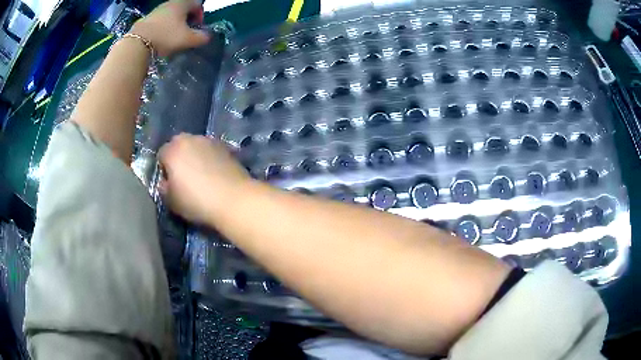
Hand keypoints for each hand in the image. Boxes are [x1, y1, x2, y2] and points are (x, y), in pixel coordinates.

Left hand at [129, 0, 209, 56]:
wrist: (137, 43)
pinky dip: (162, 28)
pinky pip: (158, 22)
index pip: (197, 4)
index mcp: (182, 4)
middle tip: (186, 33)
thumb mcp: (187, 39)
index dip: (200, 16)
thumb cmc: (166, 37)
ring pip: (170, 16)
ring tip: (172, 38)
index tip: (197, 28)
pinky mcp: (145, 20)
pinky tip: (160, 39)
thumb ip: (201, 38)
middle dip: (186, 20)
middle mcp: (169, 4)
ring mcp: (156, 11)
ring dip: (173, 25)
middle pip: (182, 9)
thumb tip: (207, 37)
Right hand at [158, 134, 250, 223]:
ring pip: (196, 147)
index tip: (170, 184)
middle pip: (179, 146)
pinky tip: (215, 175)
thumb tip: (166, 182)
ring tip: (202, 177)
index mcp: (173, 149)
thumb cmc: (197, 201)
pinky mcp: (226, 147)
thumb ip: (164, 188)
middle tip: (184, 179)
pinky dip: (210, 159)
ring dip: (195, 157)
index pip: (161, 155)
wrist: (234, 199)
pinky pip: (211, 152)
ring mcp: (210, 140)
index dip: (164, 170)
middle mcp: (190, 139)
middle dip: (179, 159)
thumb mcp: (172, 201)